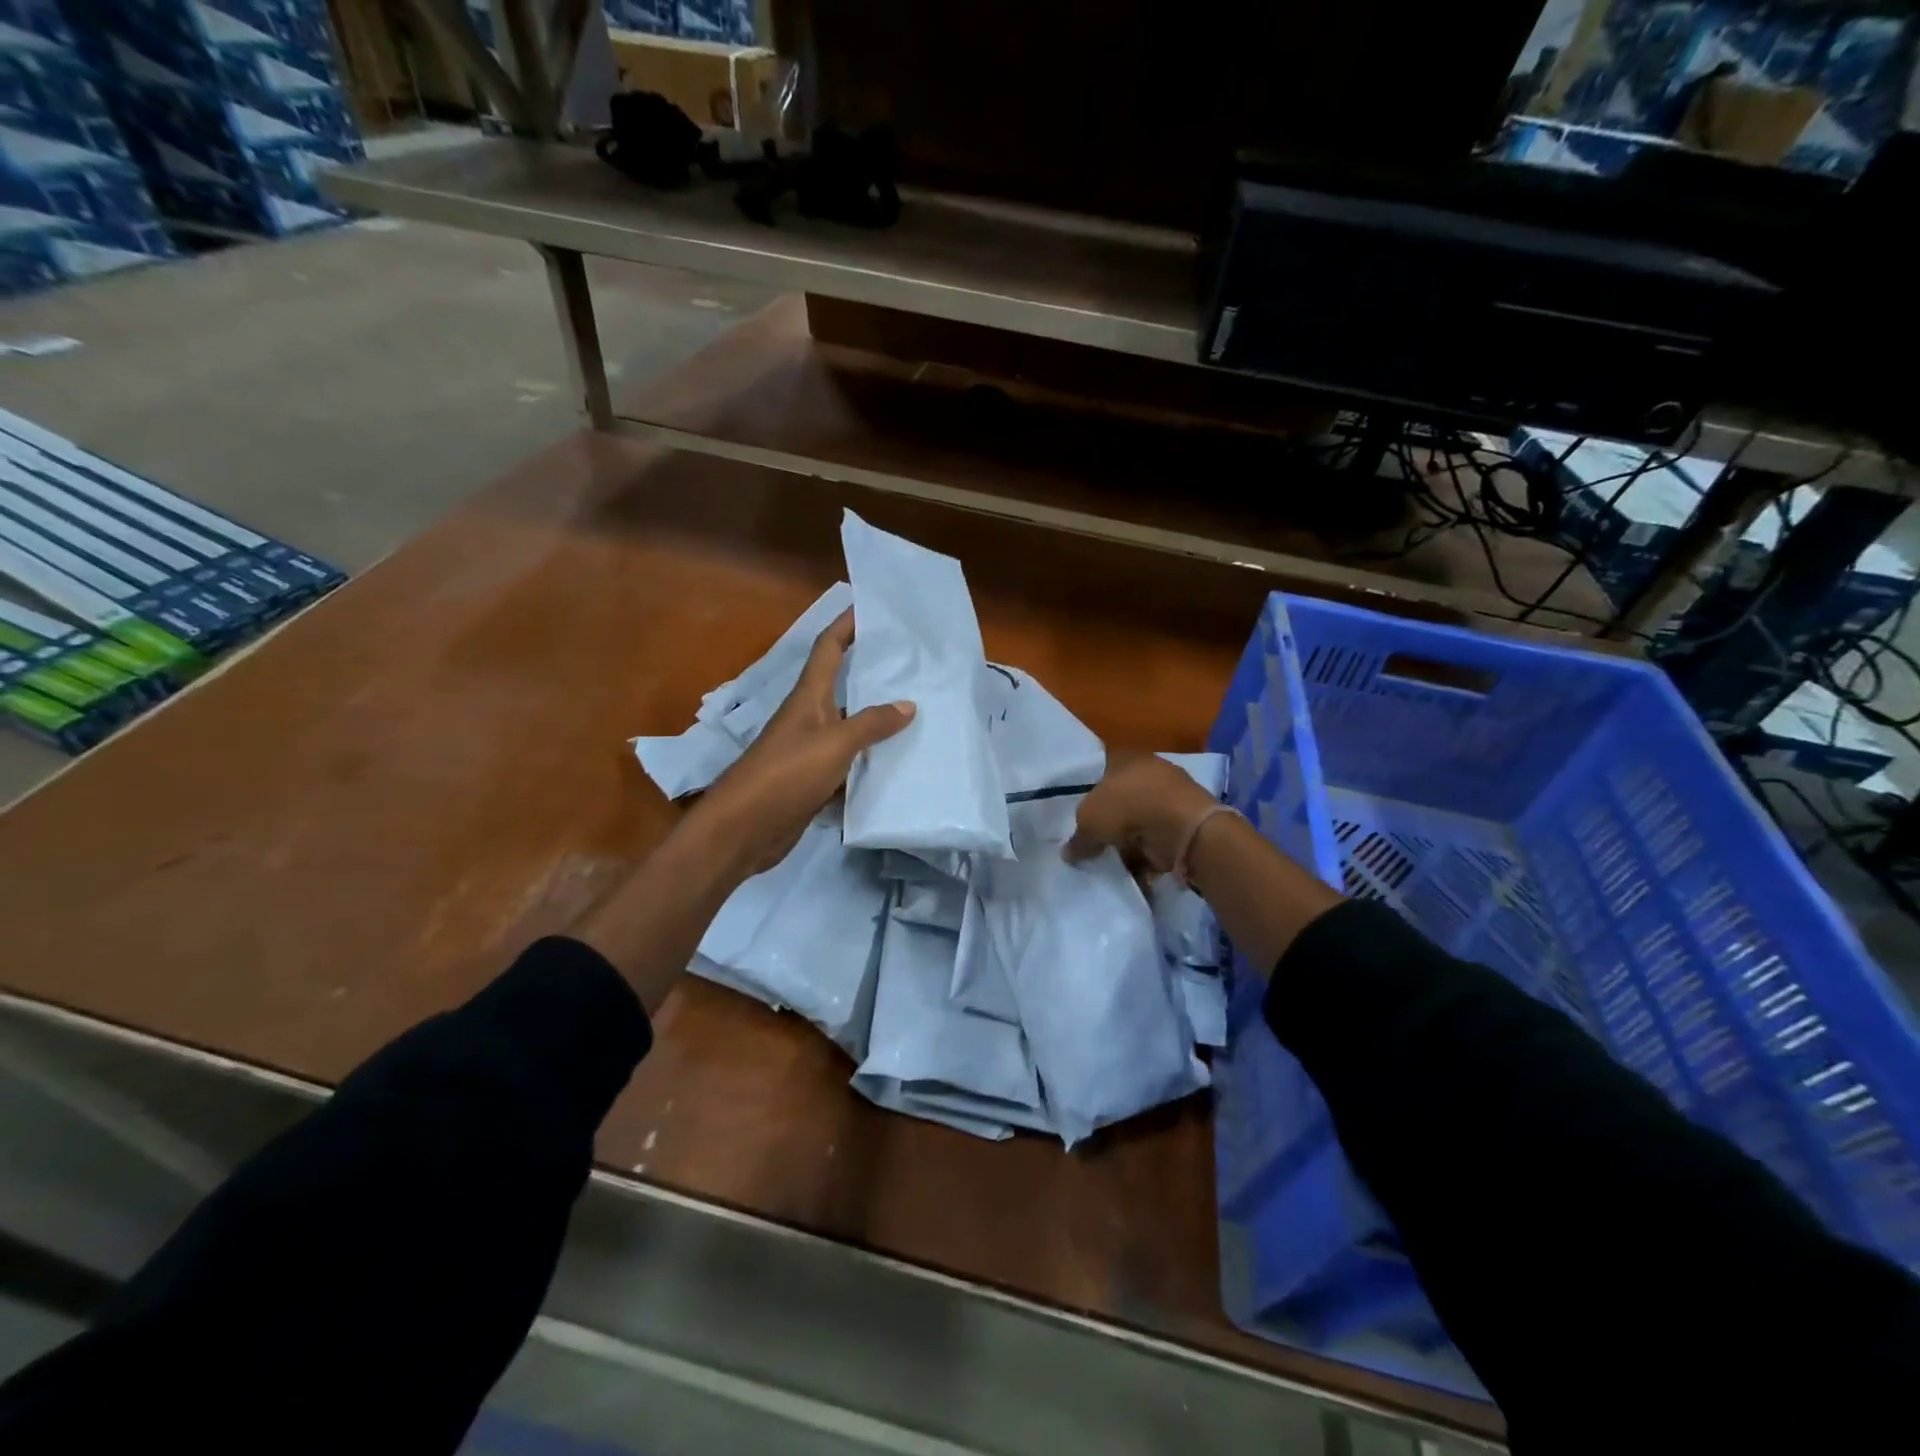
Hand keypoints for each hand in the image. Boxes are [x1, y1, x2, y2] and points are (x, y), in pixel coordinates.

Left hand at [687, 610, 913, 877]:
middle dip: (873, 672)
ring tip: (919, 712)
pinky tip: (899, 764)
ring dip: (877, 721)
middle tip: (913, 664)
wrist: (744, 830)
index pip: (828, 648)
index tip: (871, 607)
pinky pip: (849, 764)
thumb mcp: (833, 745)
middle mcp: (809, 718)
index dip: (846, 625)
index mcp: (808, 698)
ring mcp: (811, 751)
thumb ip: (871, 724)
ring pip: (850, 728)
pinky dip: (871, 763)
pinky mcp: (814, 782)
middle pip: (843, 686)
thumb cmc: (785, 775)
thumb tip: (907, 704)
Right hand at [1064, 751, 1220, 875]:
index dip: (1089, 793)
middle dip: (1111, 819)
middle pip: (1122, 796)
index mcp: (1125, 757)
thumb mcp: (1089, 821)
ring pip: (1142, 817)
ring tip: (1117, 857)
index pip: (1101, 770)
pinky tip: (1140, 864)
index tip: (1081, 817)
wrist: (1182, 826)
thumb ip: (1078, 837)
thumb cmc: (1128, 807)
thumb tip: (1068, 853)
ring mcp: (1171, 793)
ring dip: (1132, 837)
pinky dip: (1151, 849)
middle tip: (1097, 840)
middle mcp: (1149, 770)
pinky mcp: (1187, 819)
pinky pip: (1160, 835)